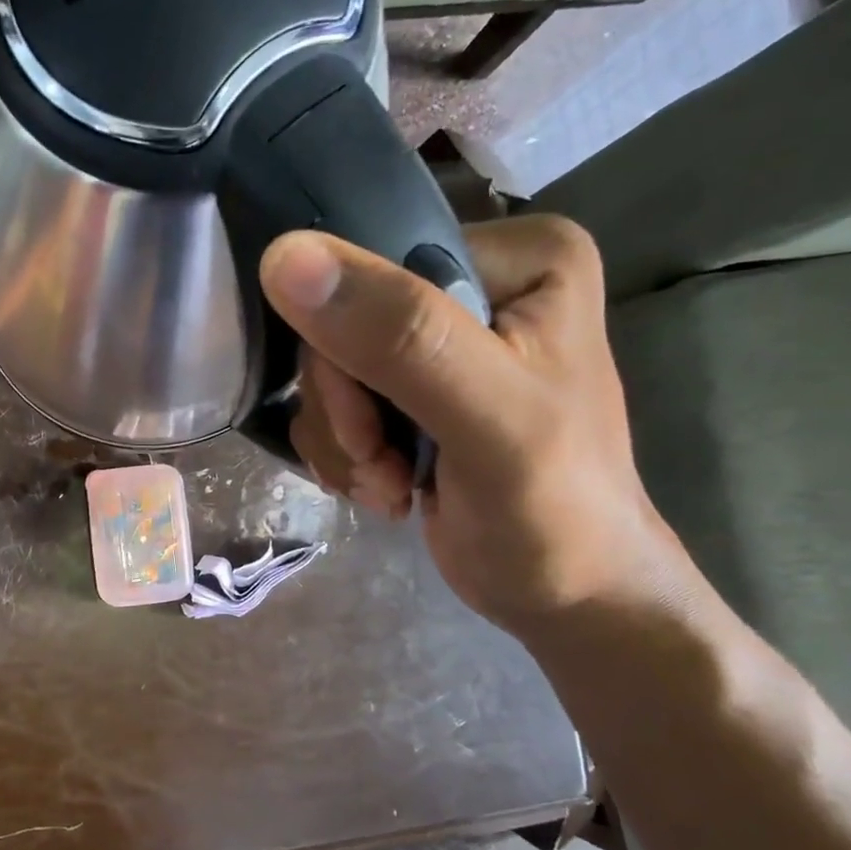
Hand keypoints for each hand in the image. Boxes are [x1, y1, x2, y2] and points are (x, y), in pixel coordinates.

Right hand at [259, 215, 691, 634]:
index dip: (348, 347)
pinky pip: (334, 400)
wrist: (567, 594)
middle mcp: (477, 283)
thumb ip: (397, 335)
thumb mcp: (485, 417)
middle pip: (343, 322)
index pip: (376, 266)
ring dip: (344, 439)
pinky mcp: (412, 389)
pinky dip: (346, 452)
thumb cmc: (552, 508)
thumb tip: (283, 255)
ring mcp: (441, 339)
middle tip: (382, 462)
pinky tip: (386, 485)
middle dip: (348, 409)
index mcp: (521, 256)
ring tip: (390, 482)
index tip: (373, 424)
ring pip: (329, 367)